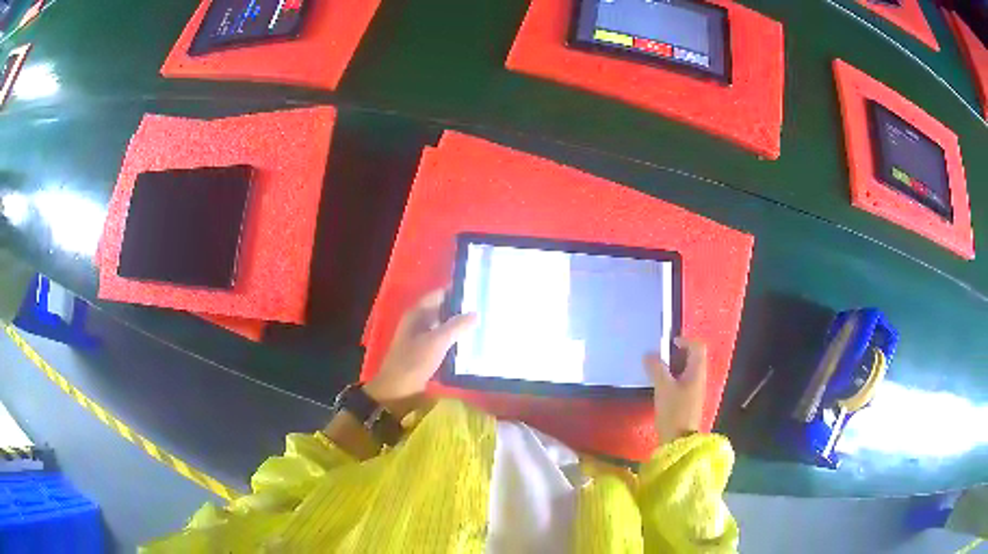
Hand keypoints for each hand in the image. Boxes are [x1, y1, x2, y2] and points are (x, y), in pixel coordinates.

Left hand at [365, 289, 477, 418]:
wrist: (397, 391)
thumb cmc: (413, 362)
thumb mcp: (436, 342)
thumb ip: (456, 326)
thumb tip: (475, 313)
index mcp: (417, 314)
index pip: (439, 295)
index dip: (457, 292)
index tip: (478, 292)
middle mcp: (418, 323)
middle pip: (442, 311)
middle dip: (461, 311)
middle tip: (486, 310)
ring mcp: (421, 339)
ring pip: (444, 328)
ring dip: (459, 328)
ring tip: (483, 326)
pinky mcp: (425, 354)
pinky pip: (443, 343)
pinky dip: (455, 342)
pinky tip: (471, 346)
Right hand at [644, 337, 707, 444]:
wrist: (679, 441)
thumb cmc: (674, 411)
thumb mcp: (663, 388)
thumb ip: (656, 369)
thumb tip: (649, 354)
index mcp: (697, 372)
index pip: (698, 347)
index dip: (685, 340)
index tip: (669, 343)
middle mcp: (699, 378)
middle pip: (693, 357)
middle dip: (677, 353)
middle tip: (660, 356)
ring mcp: (695, 390)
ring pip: (687, 370)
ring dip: (673, 366)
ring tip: (657, 370)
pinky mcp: (688, 400)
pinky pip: (683, 381)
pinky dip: (673, 378)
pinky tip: (660, 386)